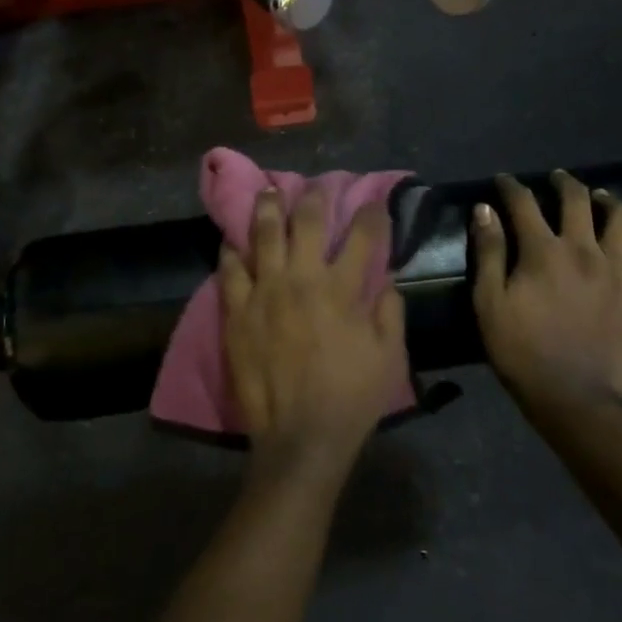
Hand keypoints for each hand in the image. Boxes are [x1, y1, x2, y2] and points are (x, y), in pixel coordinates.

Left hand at [219, 189, 406, 482]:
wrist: (301, 436)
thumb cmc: (351, 397)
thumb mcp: (389, 355)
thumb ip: (390, 311)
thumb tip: (386, 279)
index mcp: (342, 289)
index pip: (362, 236)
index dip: (371, 213)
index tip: (374, 202)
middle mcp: (302, 279)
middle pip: (308, 222)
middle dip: (315, 196)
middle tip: (315, 186)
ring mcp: (265, 292)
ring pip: (264, 235)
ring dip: (268, 209)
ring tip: (268, 192)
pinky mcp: (237, 312)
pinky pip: (230, 271)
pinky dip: (232, 251)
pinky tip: (233, 240)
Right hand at [472, 172, 621, 410]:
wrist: (571, 398)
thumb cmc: (520, 350)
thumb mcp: (489, 302)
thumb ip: (489, 252)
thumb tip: (485, 209)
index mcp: (543, 250)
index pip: (524, 202)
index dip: (511, 186)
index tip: (503, 180)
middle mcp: (584, 250)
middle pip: (578, 199)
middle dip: (564, 182)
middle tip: (556, 179)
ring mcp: (618, 272)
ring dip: (611, 203)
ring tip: (601, 201)